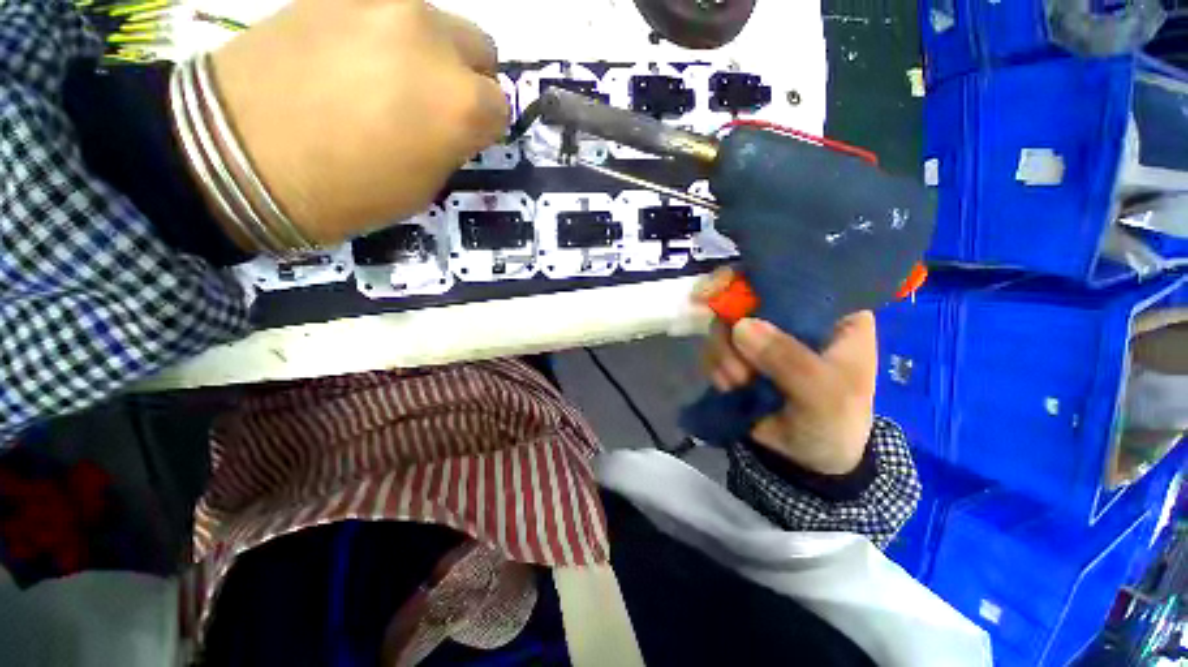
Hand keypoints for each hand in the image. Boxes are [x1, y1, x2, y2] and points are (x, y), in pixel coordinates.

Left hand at [209, 0, 509, 245]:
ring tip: (388, 78)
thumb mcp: (422, 186)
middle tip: (434, 103)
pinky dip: (384, 34)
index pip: (500, 106)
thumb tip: (454, 122)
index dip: (484, 126)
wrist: (234, 155)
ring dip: (428, 52)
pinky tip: (354, 58)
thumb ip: (450, 143)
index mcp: (460, 103)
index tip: (463, 137)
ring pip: (436, 22)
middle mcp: (433, 40)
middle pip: (479, 49)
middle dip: (467, 78)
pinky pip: (385, 9)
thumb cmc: (344, 192)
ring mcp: (383, 2)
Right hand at [700, 276, 877, 474]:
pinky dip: (715, 367)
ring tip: (739, 384)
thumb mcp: (825, 394)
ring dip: (723, 355)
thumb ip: (789, 360)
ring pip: (723, 324)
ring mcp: (760, 335)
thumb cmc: (835, 422)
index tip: (717, 290)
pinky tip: (731, 387)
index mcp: (829, 312)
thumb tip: (740, 327)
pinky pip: (713, 347)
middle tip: (734, 361)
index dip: (752, 275)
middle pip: (743, 296)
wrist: (807, 460)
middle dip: (729, 328)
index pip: (790, 274)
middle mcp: (790, 315)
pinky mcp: (738, 354)